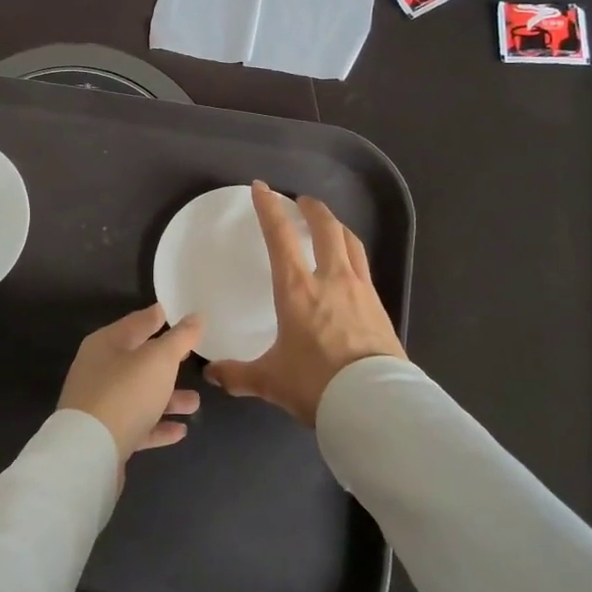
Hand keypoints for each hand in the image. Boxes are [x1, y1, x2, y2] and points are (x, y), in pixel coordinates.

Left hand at [58, 304, 203, 463]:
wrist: (89, 452)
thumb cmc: (125, 393)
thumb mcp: (158, 360)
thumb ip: (180, 338)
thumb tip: (196, 316)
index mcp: (106, 344)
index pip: (136, 323)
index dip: (157, 317)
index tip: (176, 312)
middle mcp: (99, 370)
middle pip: (138, 361)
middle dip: (166, 362)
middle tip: (192, 358)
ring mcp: (99, 404)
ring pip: (140, 395)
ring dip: (168, 398)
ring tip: (195, 403)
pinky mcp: (105, 435)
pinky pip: (137, 425)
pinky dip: (157, 426)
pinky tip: (180, 431)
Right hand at [205, 181, 405, 426]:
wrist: (375, 403)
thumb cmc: (316, 384)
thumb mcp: (270, 381)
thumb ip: (238, 375)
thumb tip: (211, 375)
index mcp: (297, 289)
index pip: (280, 236)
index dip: (268, 208)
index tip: (262, 188)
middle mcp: (330, 279)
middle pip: (326, 228)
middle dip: (312, 209)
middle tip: (301, 201)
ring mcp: (360, 290)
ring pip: (351, 242)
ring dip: (337, 226)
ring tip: (329, 224)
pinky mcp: (379, 306)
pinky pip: (364, 267)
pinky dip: (353, 254)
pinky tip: (350, 266)